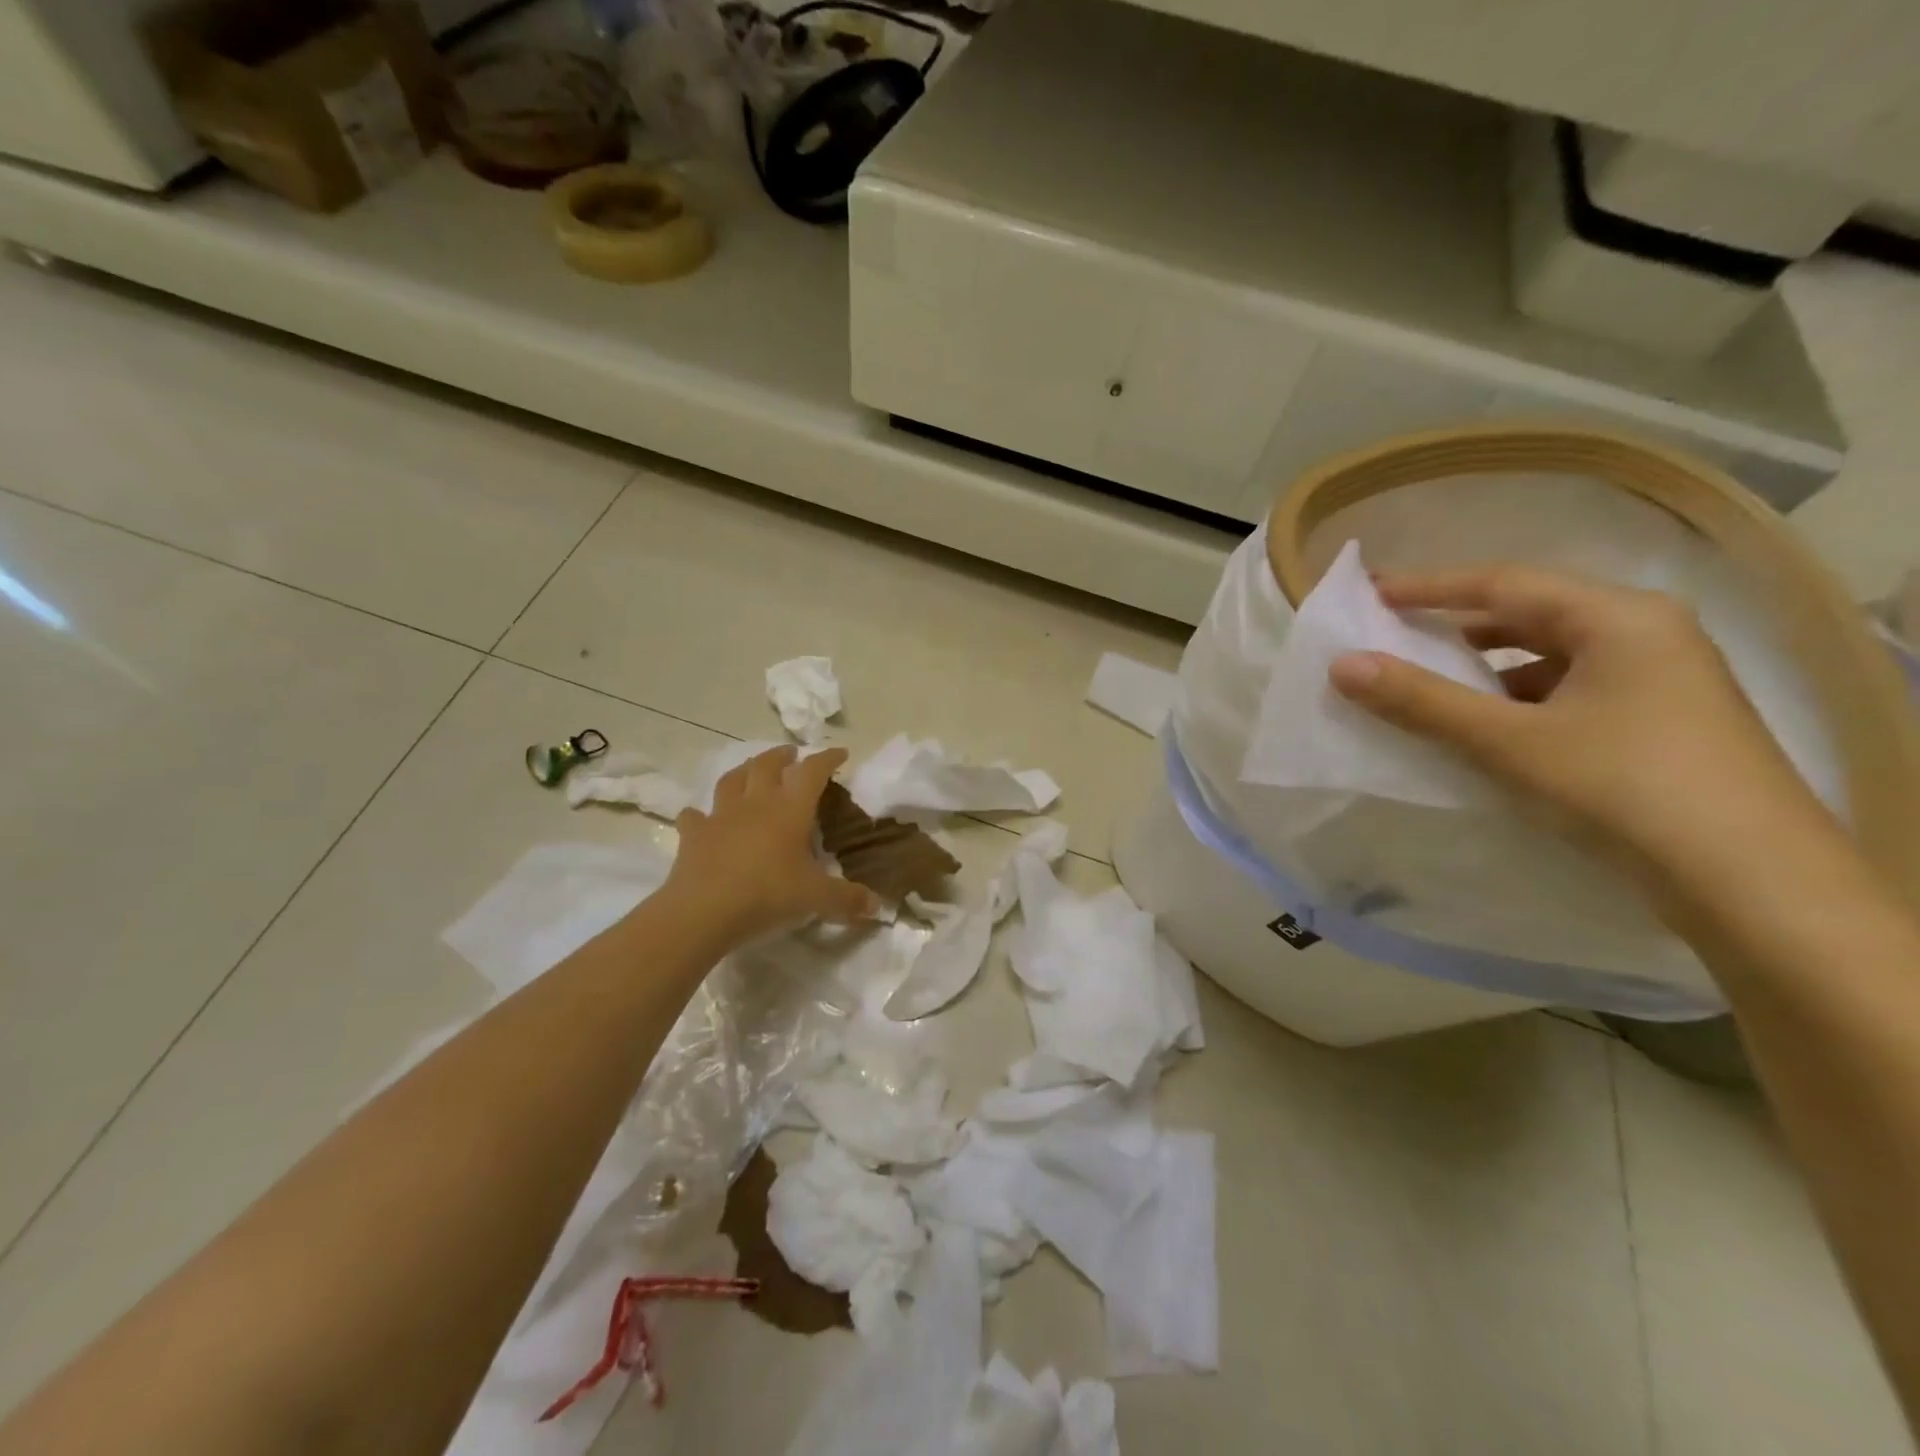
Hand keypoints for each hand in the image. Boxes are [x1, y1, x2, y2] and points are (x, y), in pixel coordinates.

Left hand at [664, 746, 879, 943]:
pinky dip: (700, 814)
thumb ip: (847, 899)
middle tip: (792, 755)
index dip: (827, 758)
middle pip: (767, 764)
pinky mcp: (694, 835)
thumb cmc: (768, 894)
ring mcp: (721, 816)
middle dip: (782, 756)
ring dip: (744, 770)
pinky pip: (695, 817)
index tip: (840, 753)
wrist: (704, 910)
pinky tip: (702, 817)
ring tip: (751, 770)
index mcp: (790, 809)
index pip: (812, 772)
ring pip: (732, 780)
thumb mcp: (815, 898)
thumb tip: (876, 906)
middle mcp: (756, 803)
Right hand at [1326, 565, 1836, 877]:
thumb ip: (1421, 701)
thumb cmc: (1624, 789)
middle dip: (1456, 626)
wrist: (1753, 885)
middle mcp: (1646, 634)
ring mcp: (1659, 680)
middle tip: (1392, 634)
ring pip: (1549, 656)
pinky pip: (1568, 692)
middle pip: (1530, 614)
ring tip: (1427, 683)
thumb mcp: (1509, 742)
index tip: (1371, 595)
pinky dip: (1516, 700)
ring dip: (1484, 667)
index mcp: (1619, 618)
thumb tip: (1341, 665)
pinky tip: (1485, 728)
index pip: (1504, 583)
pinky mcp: (1658, 723)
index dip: (1430, 587)